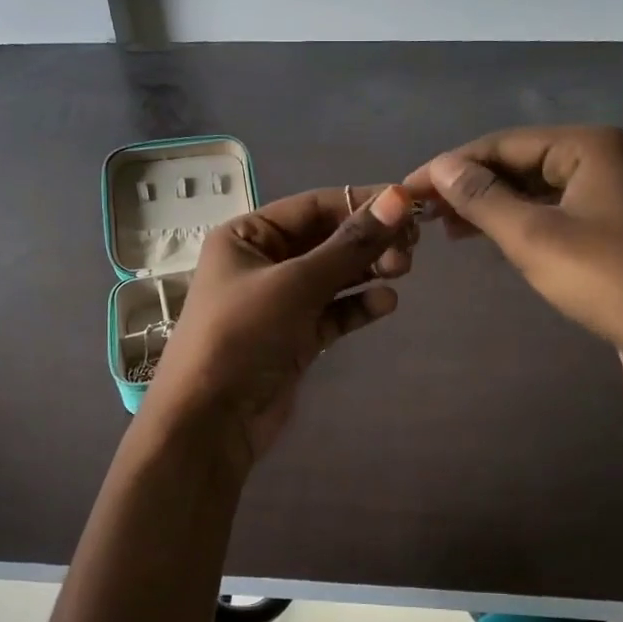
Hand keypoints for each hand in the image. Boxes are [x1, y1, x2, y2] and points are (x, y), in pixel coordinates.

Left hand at [141, 184, 417, 464]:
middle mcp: (263, 263)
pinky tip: (386, 304)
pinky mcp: (295, 337)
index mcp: (247, 236)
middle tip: (411, 248)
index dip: (361, 202)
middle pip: (326, 240)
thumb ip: (350, 244)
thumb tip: (399, 200)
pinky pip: (333, 312)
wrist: (211, 421)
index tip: (409, 206)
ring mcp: (280, 302)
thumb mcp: (296, 284)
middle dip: (368, 240)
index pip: (313, 206)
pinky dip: (358, 306)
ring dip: (368, 270)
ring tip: (403, 271)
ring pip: (333, 276)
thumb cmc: (243, 336)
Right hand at [405, 126, 622, 426]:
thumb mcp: (533, 237)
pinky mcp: (606, 227)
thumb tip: (440, 168)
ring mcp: (606, 193)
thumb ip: (483, 198)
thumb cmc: (605, 278)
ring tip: (445, 228)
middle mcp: (599, 159)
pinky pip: (548, 212)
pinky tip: (485, 237)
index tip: (407, 190)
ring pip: (531, 189)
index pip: (502, 144)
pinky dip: (514, 222)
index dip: (450, 166)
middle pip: (517, 162)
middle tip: (423, 213)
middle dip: (469, 186)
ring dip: (488, 205)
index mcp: (587, 146)